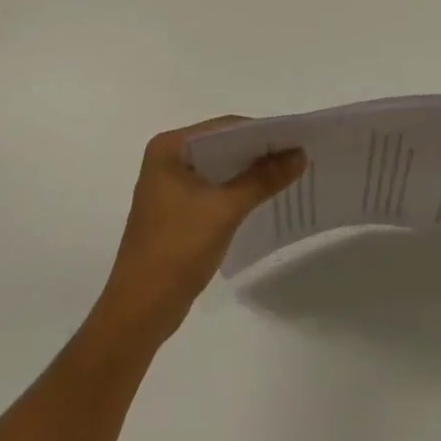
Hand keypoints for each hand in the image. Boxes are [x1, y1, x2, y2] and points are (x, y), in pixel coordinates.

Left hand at [92, 117, 305, 343]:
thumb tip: (300, 154)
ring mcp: (170, 186)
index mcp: (169, 148)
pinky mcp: (176, 210)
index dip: (261, 132)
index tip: (295, 137)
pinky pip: (214, 189)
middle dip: (258, 152)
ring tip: (289, 172)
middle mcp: (167, 159)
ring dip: (250, 172)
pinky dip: (237, 190)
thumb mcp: (225, 209)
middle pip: (222, 146)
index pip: (224, 128)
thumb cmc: (177, 249)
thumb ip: (263, 178)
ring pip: (219, 168)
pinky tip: (263, 196)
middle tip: (298, 154)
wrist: (140, 312)